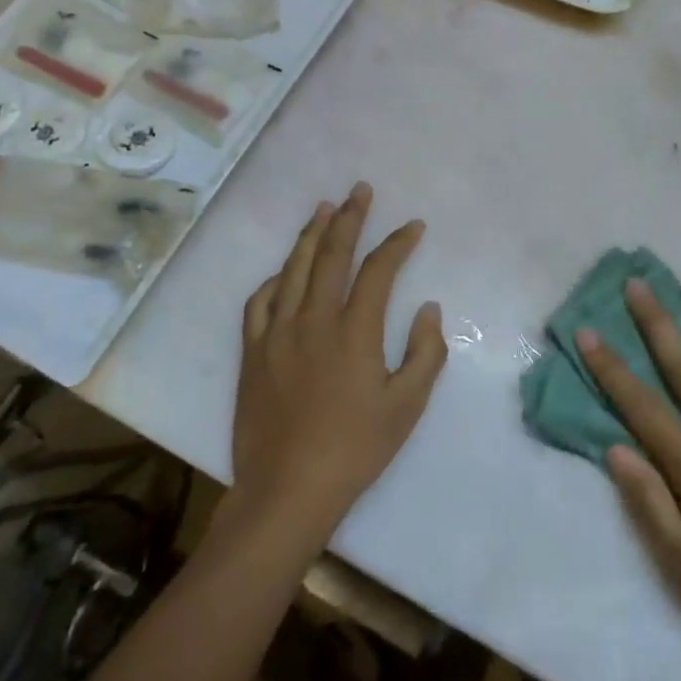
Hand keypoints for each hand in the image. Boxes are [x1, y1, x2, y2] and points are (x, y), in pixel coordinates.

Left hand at [231, 184, 447, 544]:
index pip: (379, 270)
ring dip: (311, 234)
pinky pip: (260, 301)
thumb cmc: (355, 450)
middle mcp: (313, 319)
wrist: (287, 490)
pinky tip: (284, 271)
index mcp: (354, 331)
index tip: (413, 226)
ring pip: (294, 269)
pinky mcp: (252, 350)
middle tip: (359, 190)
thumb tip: (428, 309)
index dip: (398, 243)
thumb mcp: (406, 407)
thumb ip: (425, 353)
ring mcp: (277, 332)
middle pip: (332, 255)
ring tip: (323, 207)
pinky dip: (276, 279)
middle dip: (350, 218)